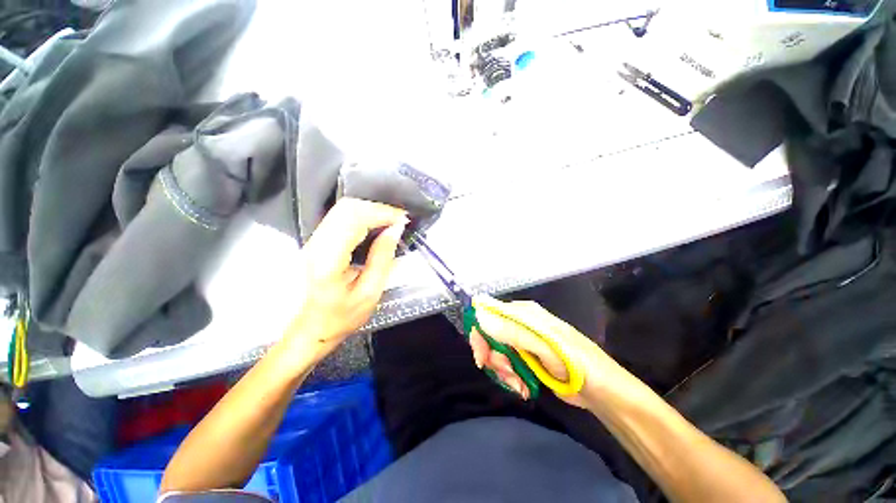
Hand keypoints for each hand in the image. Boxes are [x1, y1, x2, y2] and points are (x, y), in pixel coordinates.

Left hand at [284, 198, 407, 363]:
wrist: (307, 330)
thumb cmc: (339, 318)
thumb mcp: (369, 293)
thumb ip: (382, 258)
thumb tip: (395, 230)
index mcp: (328, 259)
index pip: (355, 219)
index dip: (382, 213)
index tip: (403, 219)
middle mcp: (316, 244)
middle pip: (347, 208)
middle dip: (378, 208)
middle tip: (399, 220)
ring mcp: (312, 241)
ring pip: (343, 210)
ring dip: (370, 211)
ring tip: (391, 222)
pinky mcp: (315, 242)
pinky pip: (340, 218)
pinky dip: (362, 217)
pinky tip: (376, 226)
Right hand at [469, 298, 602, 406]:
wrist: (600, 391)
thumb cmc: (576, 363)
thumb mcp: (544, 346)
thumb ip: (512, 331)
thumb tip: (480, 315)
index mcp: (524, 313)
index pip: (489, 313)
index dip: (480, 333)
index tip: (482, 356)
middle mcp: (520, 324)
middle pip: (490, 334)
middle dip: (493, 356)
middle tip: (505, 372)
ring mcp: (523, 342)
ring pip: (497, 352)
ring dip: (503, 371)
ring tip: (519, 383)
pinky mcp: (526, 358)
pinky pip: (507, 365)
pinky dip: (511, 378)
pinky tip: (523, 387)